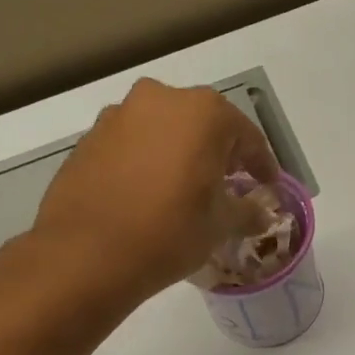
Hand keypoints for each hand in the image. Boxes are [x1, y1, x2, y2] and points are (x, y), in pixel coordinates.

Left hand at [34, 78, 279, 302]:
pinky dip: (148, 161)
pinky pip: (133, 144)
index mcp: (203, 112)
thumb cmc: (169, 232)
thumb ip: (247, 211)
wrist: (86, 254)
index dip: (262, 164)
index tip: (268, 186)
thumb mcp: (220, 226)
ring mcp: (119, 115)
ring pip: (164, 131)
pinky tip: (150, 193)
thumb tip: (260, 213)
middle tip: (229, 184)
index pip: (246, 136)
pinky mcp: (90, 138)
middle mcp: (161, 99)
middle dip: (220, 152)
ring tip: (186, 189)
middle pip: (203, 124)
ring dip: (181, 153)